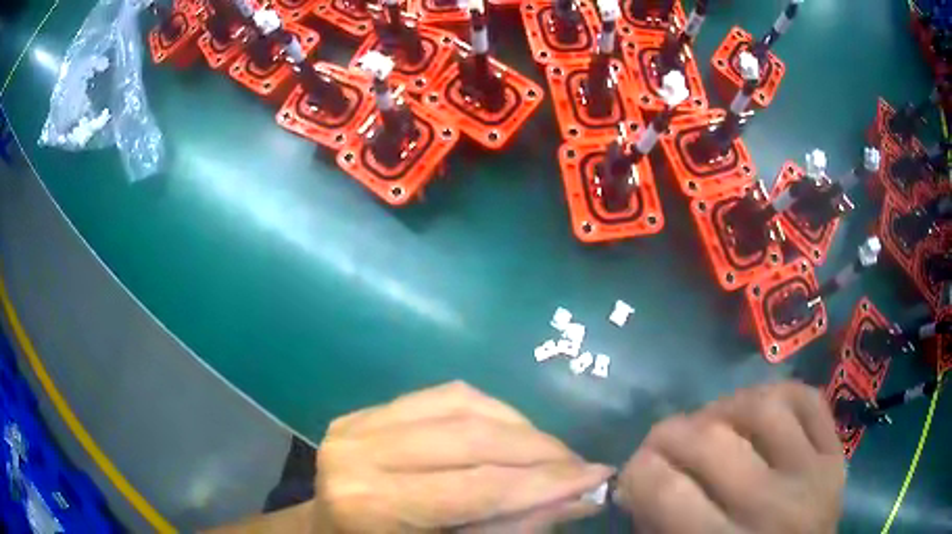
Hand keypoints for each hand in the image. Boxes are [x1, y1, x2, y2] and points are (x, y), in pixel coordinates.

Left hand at [314, 381, 613, 532]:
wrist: (327, 532)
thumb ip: (511, 528)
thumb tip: (579, 497)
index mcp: (372, 505)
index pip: (477, 487)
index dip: (545, 482)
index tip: (598, 475)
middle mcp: (359, 454)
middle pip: (472, 438)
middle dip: (540, 450)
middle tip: (581, 464)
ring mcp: (358, 423)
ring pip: (463, 406)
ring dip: (520, 427)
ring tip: (552, 452)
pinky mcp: (367, 410)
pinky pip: (444, 395)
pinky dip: (491, 410)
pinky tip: (513, 430)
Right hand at [617, 382, 844, 533]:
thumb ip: (657, 526)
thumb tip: (637, 481)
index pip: (667, 490)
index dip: (635, 472)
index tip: (632, 473)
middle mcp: (772, 507)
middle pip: (711, 441)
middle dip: (668, 435)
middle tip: (661, 445)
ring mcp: (813, 474)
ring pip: (762, 408)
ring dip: (723, 409)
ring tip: (711, 424)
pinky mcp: (836, 455)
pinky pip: (808, 401)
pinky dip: (777, 395)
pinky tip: (757, 411)